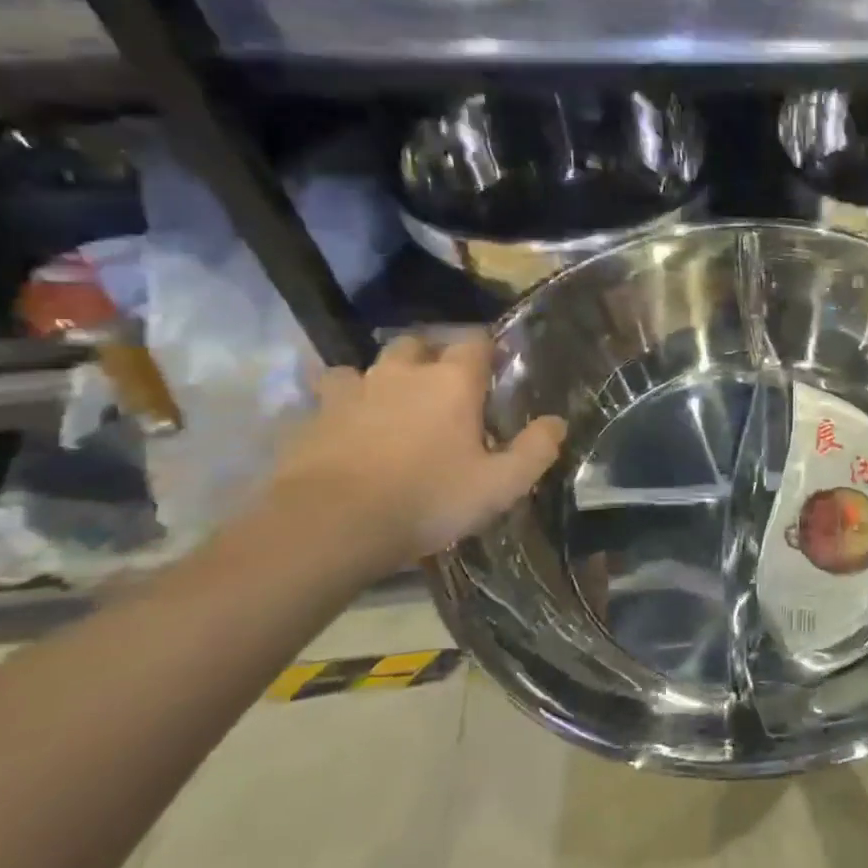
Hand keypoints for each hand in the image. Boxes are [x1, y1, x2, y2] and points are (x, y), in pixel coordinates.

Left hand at [266, 334, 565, 571]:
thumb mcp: (500, 484)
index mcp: (452, 382)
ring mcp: (351, 392)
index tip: (496, 369)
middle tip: (443, 388)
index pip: (476, 342)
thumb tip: (556, 422)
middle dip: (432, 357)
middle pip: (418, 344)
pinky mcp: (311, 417)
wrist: (330, 525)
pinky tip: (345, 430)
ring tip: (390, 406)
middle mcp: (402, 373)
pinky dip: (340, 407)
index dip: (488, 350)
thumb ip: (535, 450)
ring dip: (381, 379)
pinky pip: (327, 399)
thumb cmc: (428, 498)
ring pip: (367, 367)